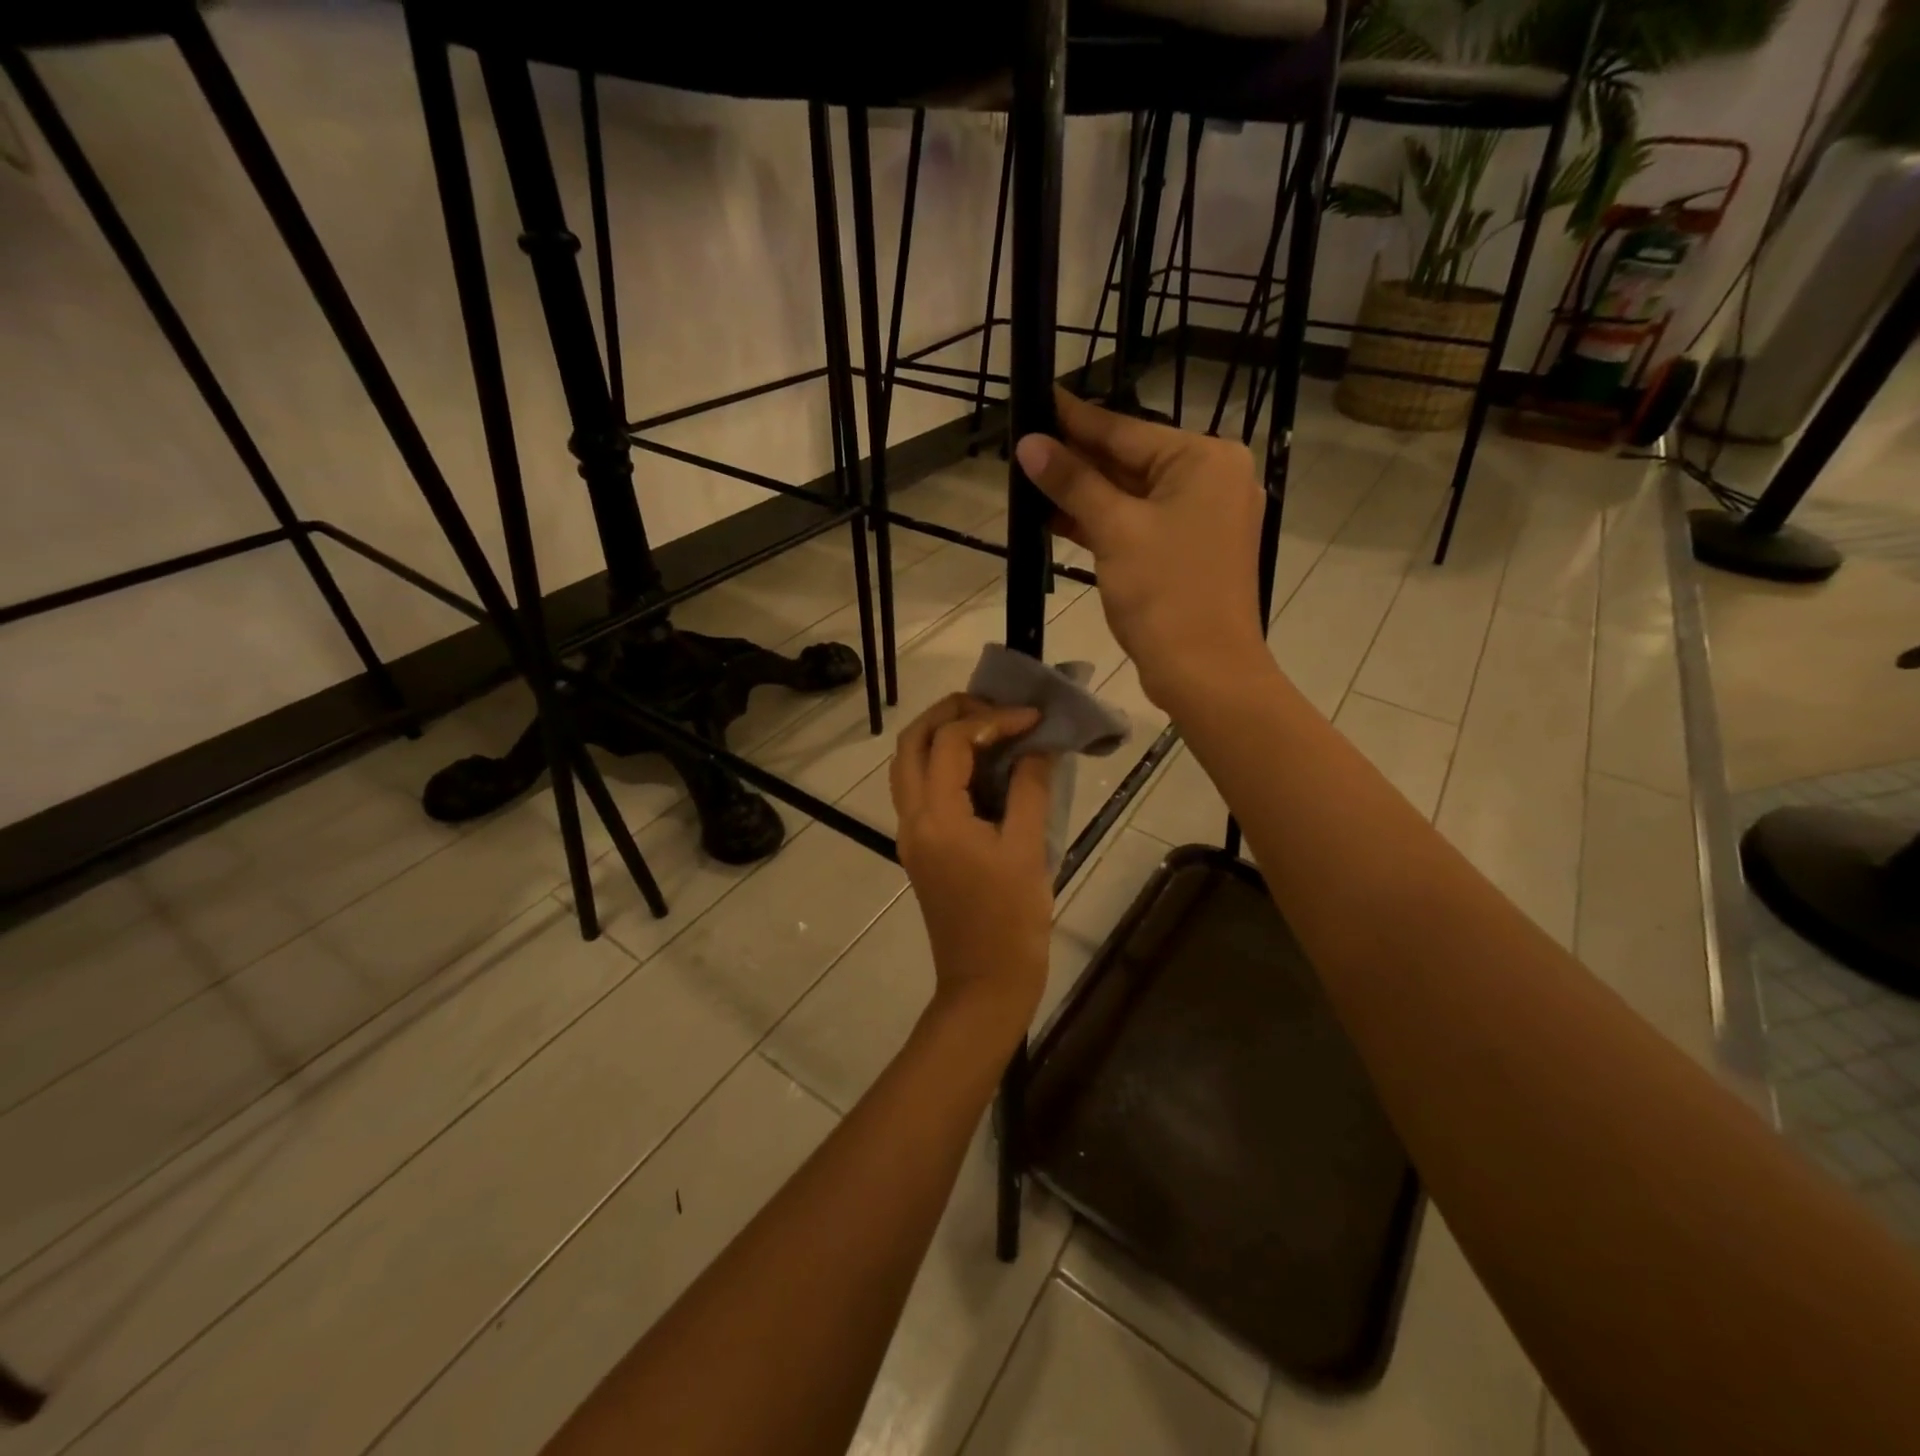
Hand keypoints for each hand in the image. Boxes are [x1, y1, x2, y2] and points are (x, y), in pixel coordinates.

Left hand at [890, 695, 1054, 1034]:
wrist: (984, 984)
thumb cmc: (1011, 921)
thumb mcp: (1028, 850)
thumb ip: (1029, 788)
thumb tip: (1037, 746)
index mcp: (937, 817)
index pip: (952, 743)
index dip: (993, 718)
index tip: (1034, 717)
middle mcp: (912, 819)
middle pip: (911, 743)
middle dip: (949, 713)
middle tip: (994, 706)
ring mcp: (910, 835)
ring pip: (908, 765)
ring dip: (940, 736)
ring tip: (987, 726)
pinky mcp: (919, 849)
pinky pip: (919, 789)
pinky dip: (941, 764)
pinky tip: (981, 765)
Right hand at [1014, 388, 1271, 712]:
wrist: (1205, 671)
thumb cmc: (1165, 593)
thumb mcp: (1114, 530)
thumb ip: (1072, 483)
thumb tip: (1029, 444)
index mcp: (1205, 460)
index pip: (1126, 430)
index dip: (1076, 419)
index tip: (1040, 397)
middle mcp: (1212, 479)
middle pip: (1131, 461)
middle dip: (1077, 460)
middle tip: (1026, 445)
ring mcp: (1205, 518)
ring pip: (1134, 495)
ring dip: (1085, 494)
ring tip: (1031, 480)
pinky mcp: (1192, 551)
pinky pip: (1142, 523)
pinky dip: (1105, 523)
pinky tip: (1059, 519)